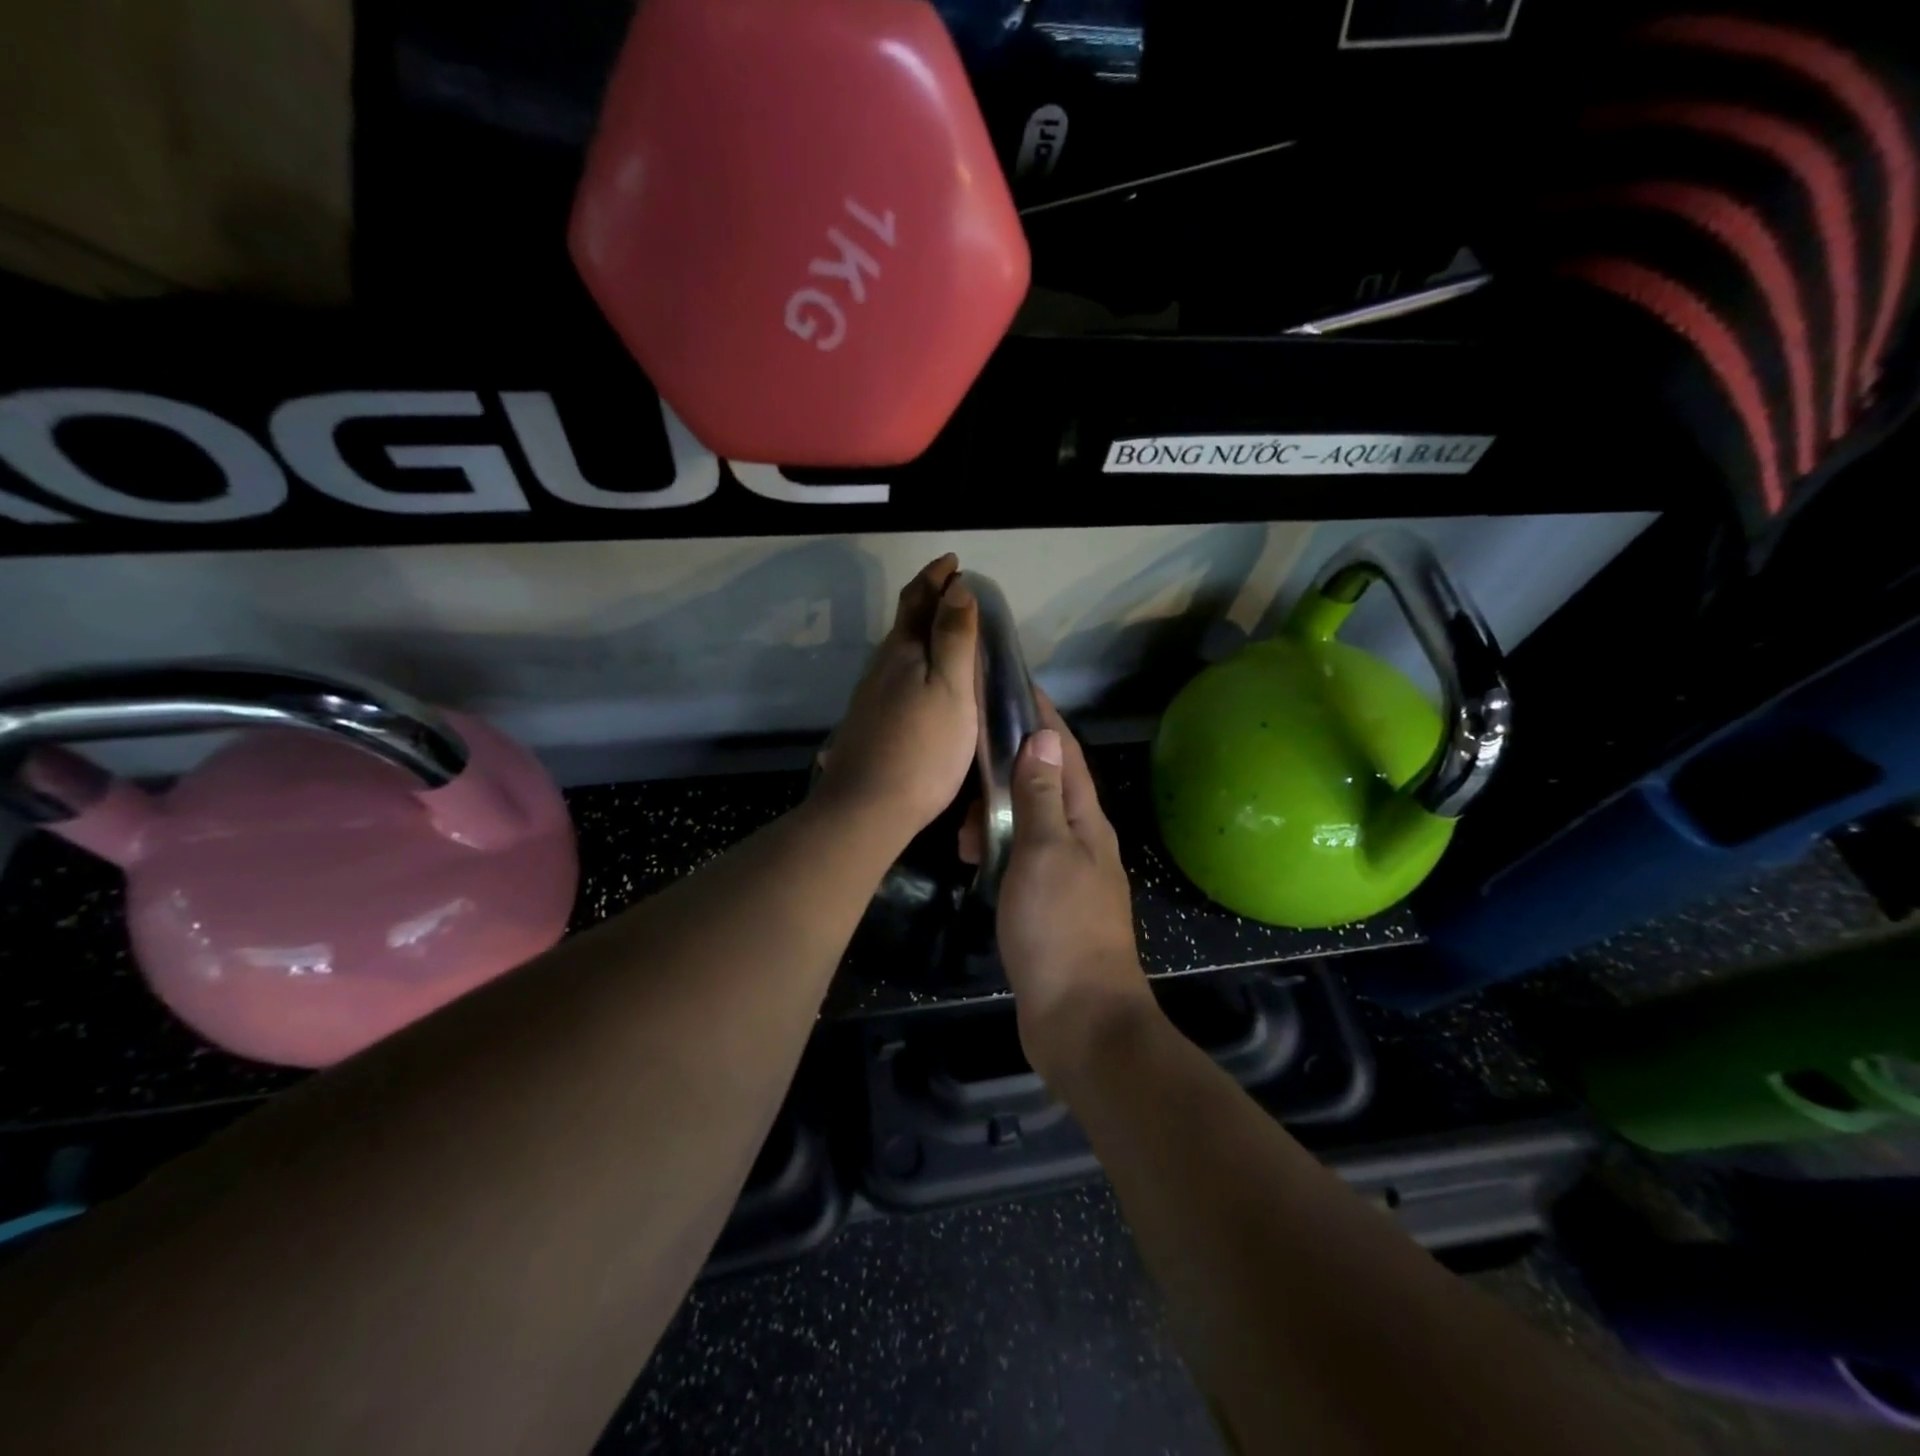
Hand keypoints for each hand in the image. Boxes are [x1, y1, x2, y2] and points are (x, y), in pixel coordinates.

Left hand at [815, 554, 979, 842]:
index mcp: (902, 651)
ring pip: (898, 651)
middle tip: (954, 591)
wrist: (867, 808)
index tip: (954, 560)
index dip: (936, 576)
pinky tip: (923, 683)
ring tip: (946, 632)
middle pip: (904, 622)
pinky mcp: (869, 723)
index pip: (918, 599)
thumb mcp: (950, 689)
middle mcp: (881, 666)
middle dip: (928, 600)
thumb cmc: (922, 749)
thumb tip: (956, 586)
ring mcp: (870, 696)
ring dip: (921, 633)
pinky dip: (915, 663)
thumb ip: (953, 638)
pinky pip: (896, 677)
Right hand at [983, 694, 1154, 1085]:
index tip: (1012, 685)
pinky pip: (1020, 856)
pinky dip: (996, 847)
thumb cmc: (1060, 928)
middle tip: (966, 761)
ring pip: (1030, 821)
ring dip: (997, 812)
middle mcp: (1081, 839)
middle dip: (1009, 765)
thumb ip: (1042, 795)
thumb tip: (1043, 737)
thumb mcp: (1044, 852)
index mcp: (1086, 819)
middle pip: (1046, 782)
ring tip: (962, 825)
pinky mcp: (1049, 903)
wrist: (1080, 1018)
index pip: (1064, 751)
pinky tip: (971, 856)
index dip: (1041, 717)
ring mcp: (1067, 873)